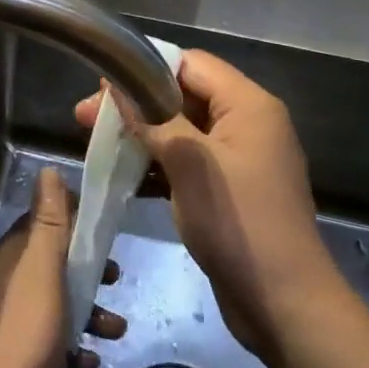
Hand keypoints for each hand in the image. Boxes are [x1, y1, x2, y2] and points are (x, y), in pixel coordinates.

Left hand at [0, 167, 124, 367]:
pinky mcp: (22, 355)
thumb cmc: (27, 330)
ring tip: (115, 330)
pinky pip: (55, 340)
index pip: (44, 223)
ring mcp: (13, 320)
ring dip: (90, 312)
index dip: (75, 223)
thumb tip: (48, 170)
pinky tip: (87, 361)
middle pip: (56, 263)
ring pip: (60, 303)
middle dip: (88, 270)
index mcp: (12, 256)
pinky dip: (75, 346)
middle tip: (115, 279)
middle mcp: (9, 281)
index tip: (106, 231)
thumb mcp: (43, 267)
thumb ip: (49, 220)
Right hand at [77, 50, 346, 365]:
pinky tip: (123, 177)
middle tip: (84, 118)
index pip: (191, 64)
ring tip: (96, 145)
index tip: (102, 85)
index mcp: (248, 105)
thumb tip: (113, 85)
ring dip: (141, 137)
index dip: (145, 69)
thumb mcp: (189, 162)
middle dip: (135, 105)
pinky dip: (157, 165)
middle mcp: (247, 124)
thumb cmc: (238, 221)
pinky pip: (187, 163)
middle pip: (183, 97)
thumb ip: (152, 119)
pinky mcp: (228, 191)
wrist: (284, 303)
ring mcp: (239, 160)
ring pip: (181, 132)